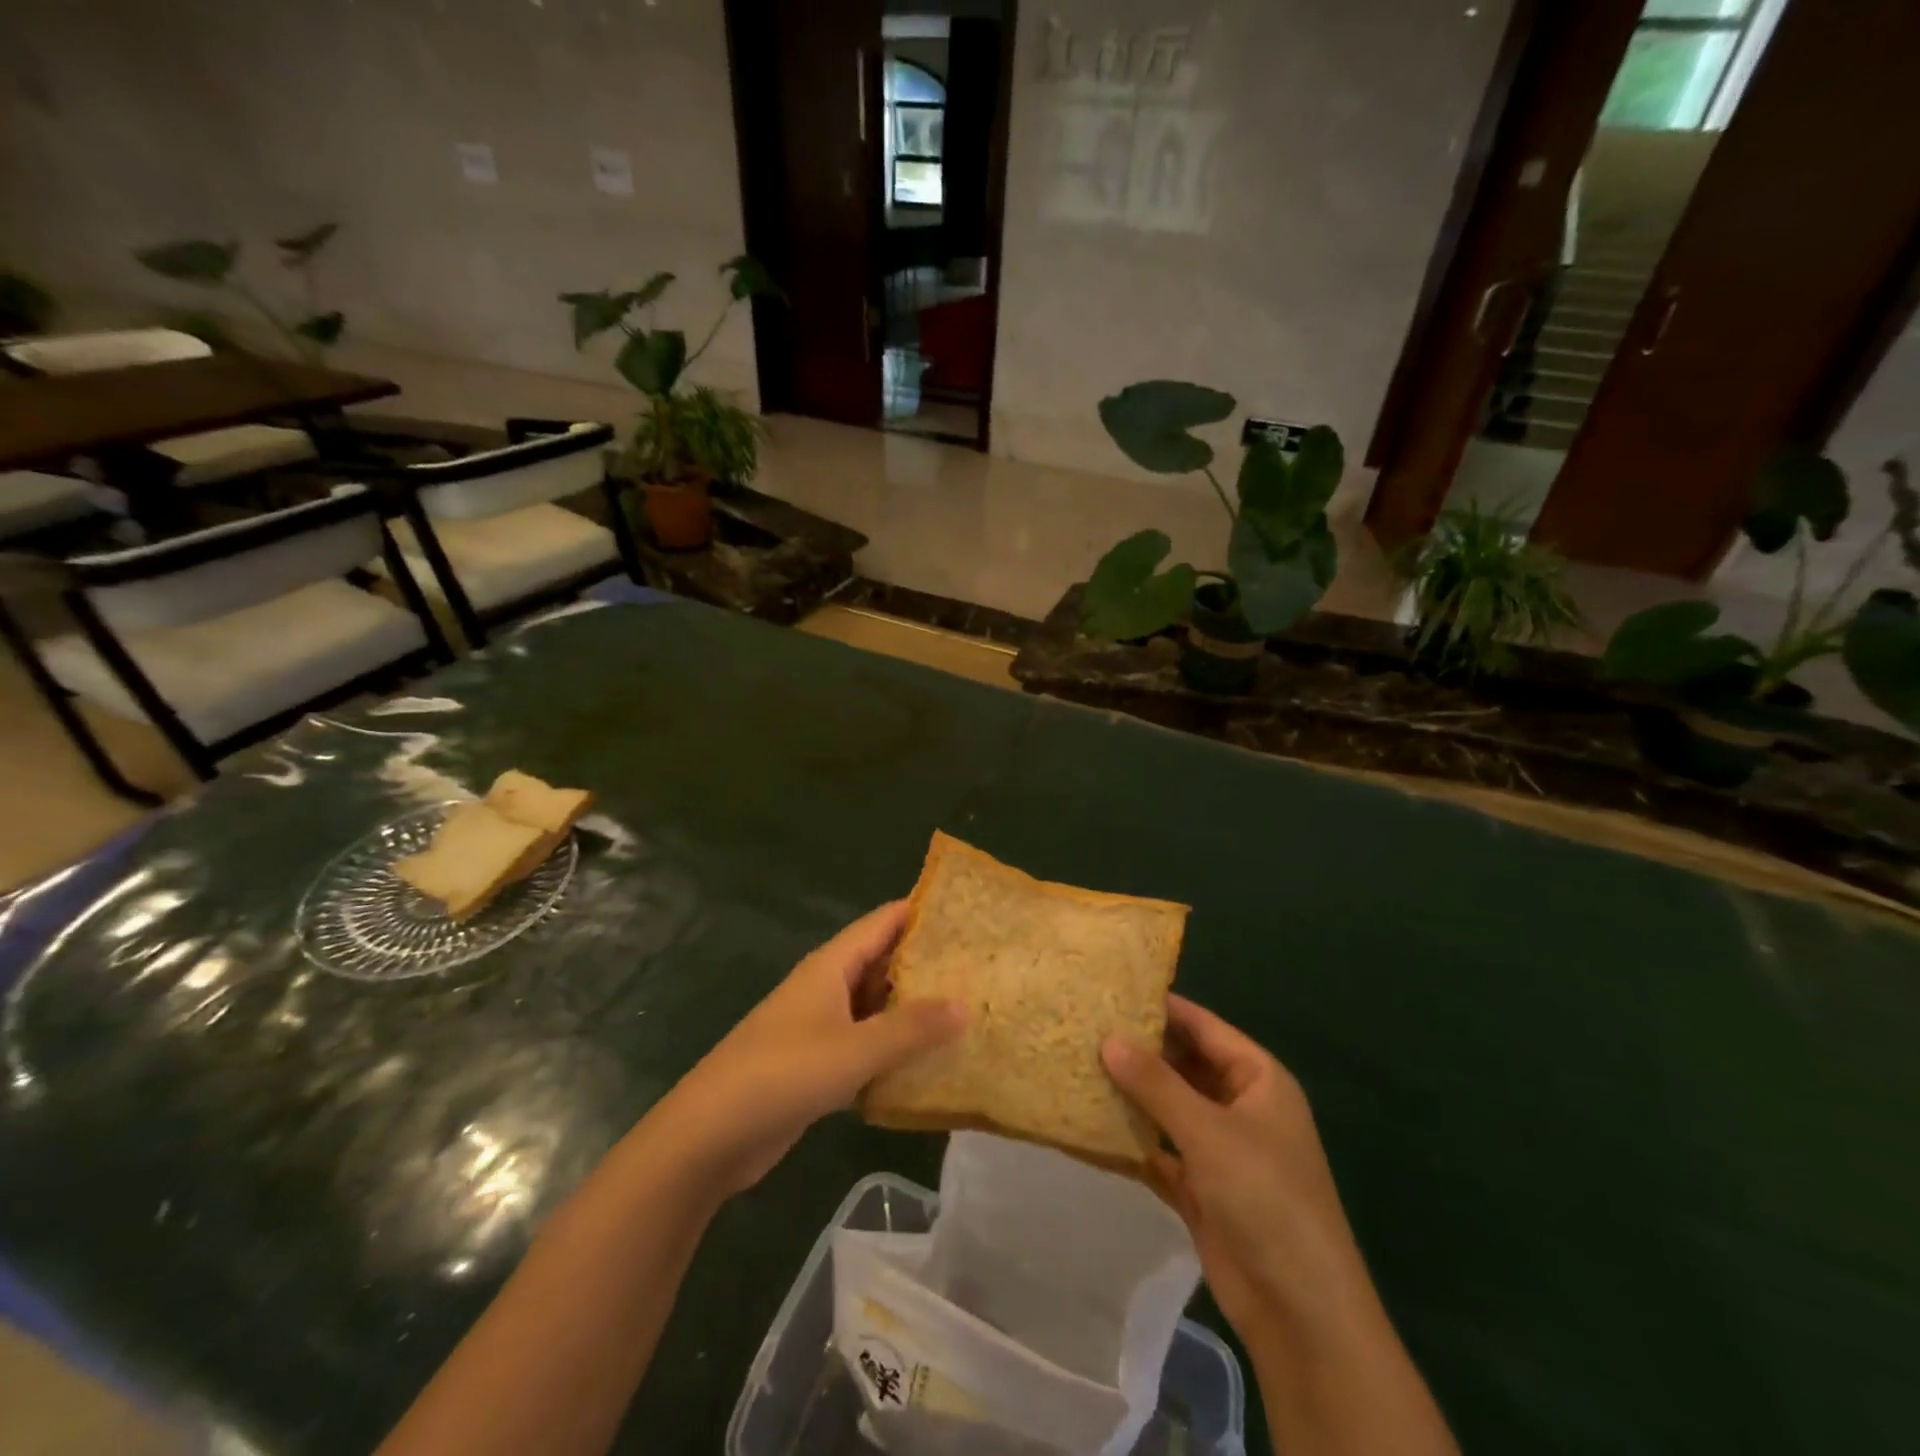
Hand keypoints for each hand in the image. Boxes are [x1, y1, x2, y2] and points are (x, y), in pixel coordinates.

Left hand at [656, 901, 964, 1196]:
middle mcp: (827, 987)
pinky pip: (866, 1044)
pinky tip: (930, 1061)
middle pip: (883, 962)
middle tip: (981, 968)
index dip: (922, 912)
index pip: (884, 922)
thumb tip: (966, 1003)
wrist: (710, 1136)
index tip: (968, 914)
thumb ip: (911, 1028)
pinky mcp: (818, 1064)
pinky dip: (895, 1048)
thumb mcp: (854, 1049)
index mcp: (831, 966)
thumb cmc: (782, 1074)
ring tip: (968, 1010)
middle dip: (927, 963)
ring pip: (877, 1007)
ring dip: (913, 1009)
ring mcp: (821, 1026)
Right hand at [1101, 996, 1366, 1342]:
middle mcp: (1239, 1105)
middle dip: (1139, 1049)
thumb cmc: (1265, 1198)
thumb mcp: (1208, 1131)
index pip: (1203, 1027)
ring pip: (1168, 1106)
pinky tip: (1090, 1123)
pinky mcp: (1201, 1186)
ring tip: (1079, 1064)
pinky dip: (1132, 1138)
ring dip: (1132, 1093)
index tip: (1110, 989)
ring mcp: (1219, 1148)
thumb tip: (1108, 1038)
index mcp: (1257, 1079)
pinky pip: (1160, 1148)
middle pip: (1183, 1064)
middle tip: (1084, 1026)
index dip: (1161, 1006)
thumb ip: (1156, 1083)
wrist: (1300, 1311)